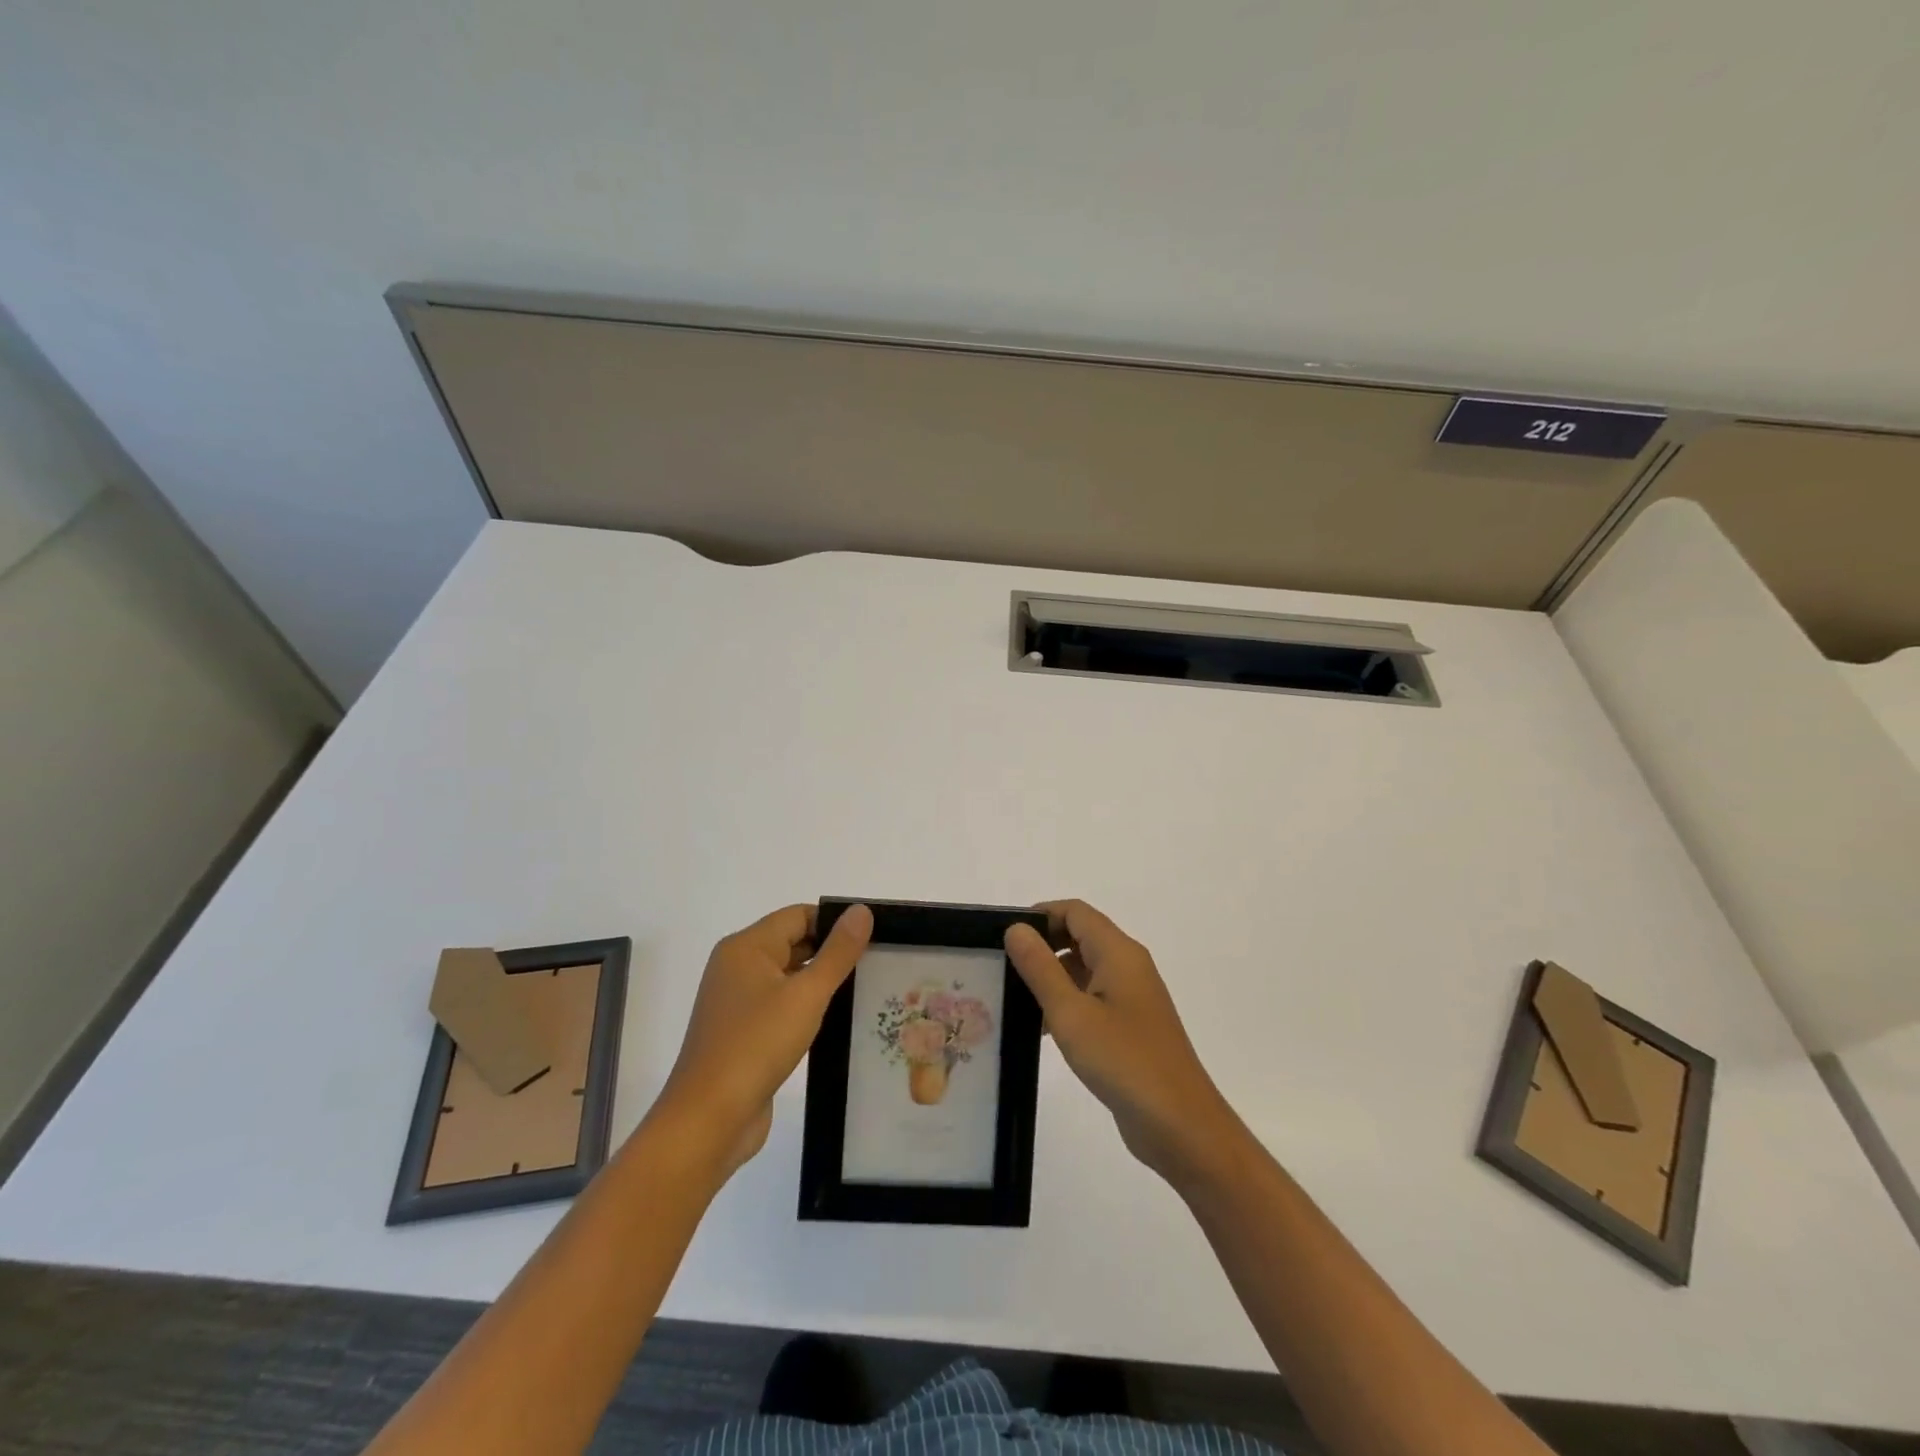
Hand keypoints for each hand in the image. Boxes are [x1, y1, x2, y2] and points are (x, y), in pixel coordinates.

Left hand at [653, 903, 872, 1178]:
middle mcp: (737, 967)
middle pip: (793, 943)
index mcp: (746, 947)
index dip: (835, 922)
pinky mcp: (742, 1033)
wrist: (708, 1120)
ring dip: (821, 982)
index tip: (874, 937)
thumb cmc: (757, 1045)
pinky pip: (781, 1006)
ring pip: (788, 977)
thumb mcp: (806, 994)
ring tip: (865, 989)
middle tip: (877, 963)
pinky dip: (806, 1008)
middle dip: (832, 952)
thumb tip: (861, 910)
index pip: (798, 916)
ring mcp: (737, 1002)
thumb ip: (838, 952)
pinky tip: (835, 1021)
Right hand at [1005, 900, 1248, 1191]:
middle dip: (1041, 945)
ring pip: (1083, 970)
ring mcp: (1131, 998)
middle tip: (1001, 966)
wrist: (1180, 1126)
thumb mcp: (1071, 1013)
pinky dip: (1065, 1004)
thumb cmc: (1124, 1061)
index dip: (1039, 915)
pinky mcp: (1130, 1027)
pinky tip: (1038, 1030)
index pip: (1075, 912)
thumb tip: (1016, 928)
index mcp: (1119, 953)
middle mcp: (1128, 966)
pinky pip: (1091, 999)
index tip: (1003, 935)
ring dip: (1050, 977)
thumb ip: (1040, 968)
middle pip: (1079, 937)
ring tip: (1009, 997)